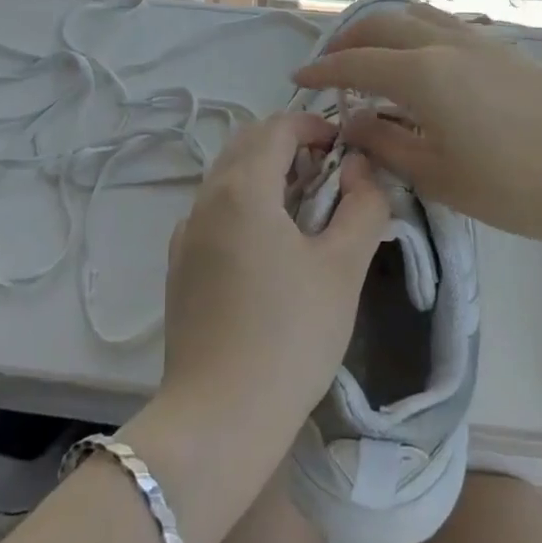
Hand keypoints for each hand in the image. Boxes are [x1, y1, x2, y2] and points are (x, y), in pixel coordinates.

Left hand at [154, 110, 390, 450]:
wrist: (218, 417)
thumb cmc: (290, 336)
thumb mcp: (343, 268)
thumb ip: (362, 206)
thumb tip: (361, 168)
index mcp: (243, 187)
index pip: (278, 127)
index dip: (314, 125)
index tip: (345, 147)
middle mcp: (206, 197)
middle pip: (248, 143)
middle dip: (289, 145)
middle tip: (328, 176)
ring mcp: (186, 231)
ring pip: (227, 176)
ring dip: (265, 174)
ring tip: (304, 211)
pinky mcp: (179, 264)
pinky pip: (213, 211)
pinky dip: (243, 205)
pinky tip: (267, 248)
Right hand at [291, 4, 541, 245]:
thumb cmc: (515, 184)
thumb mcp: (439, 176)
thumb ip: (386, 144)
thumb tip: (352, 123)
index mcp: (420, 74)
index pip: (356, 64)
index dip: (322, 70)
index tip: (298, 80)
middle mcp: (443, 44)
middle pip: (381, 25)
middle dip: (348, 40)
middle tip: (330, 64)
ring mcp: (477, 40)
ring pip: (415, 15)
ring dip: (382, 28)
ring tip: (370, 51)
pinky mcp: (504, 48)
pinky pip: (443, 24)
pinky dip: (414, 30)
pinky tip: (420, 56)